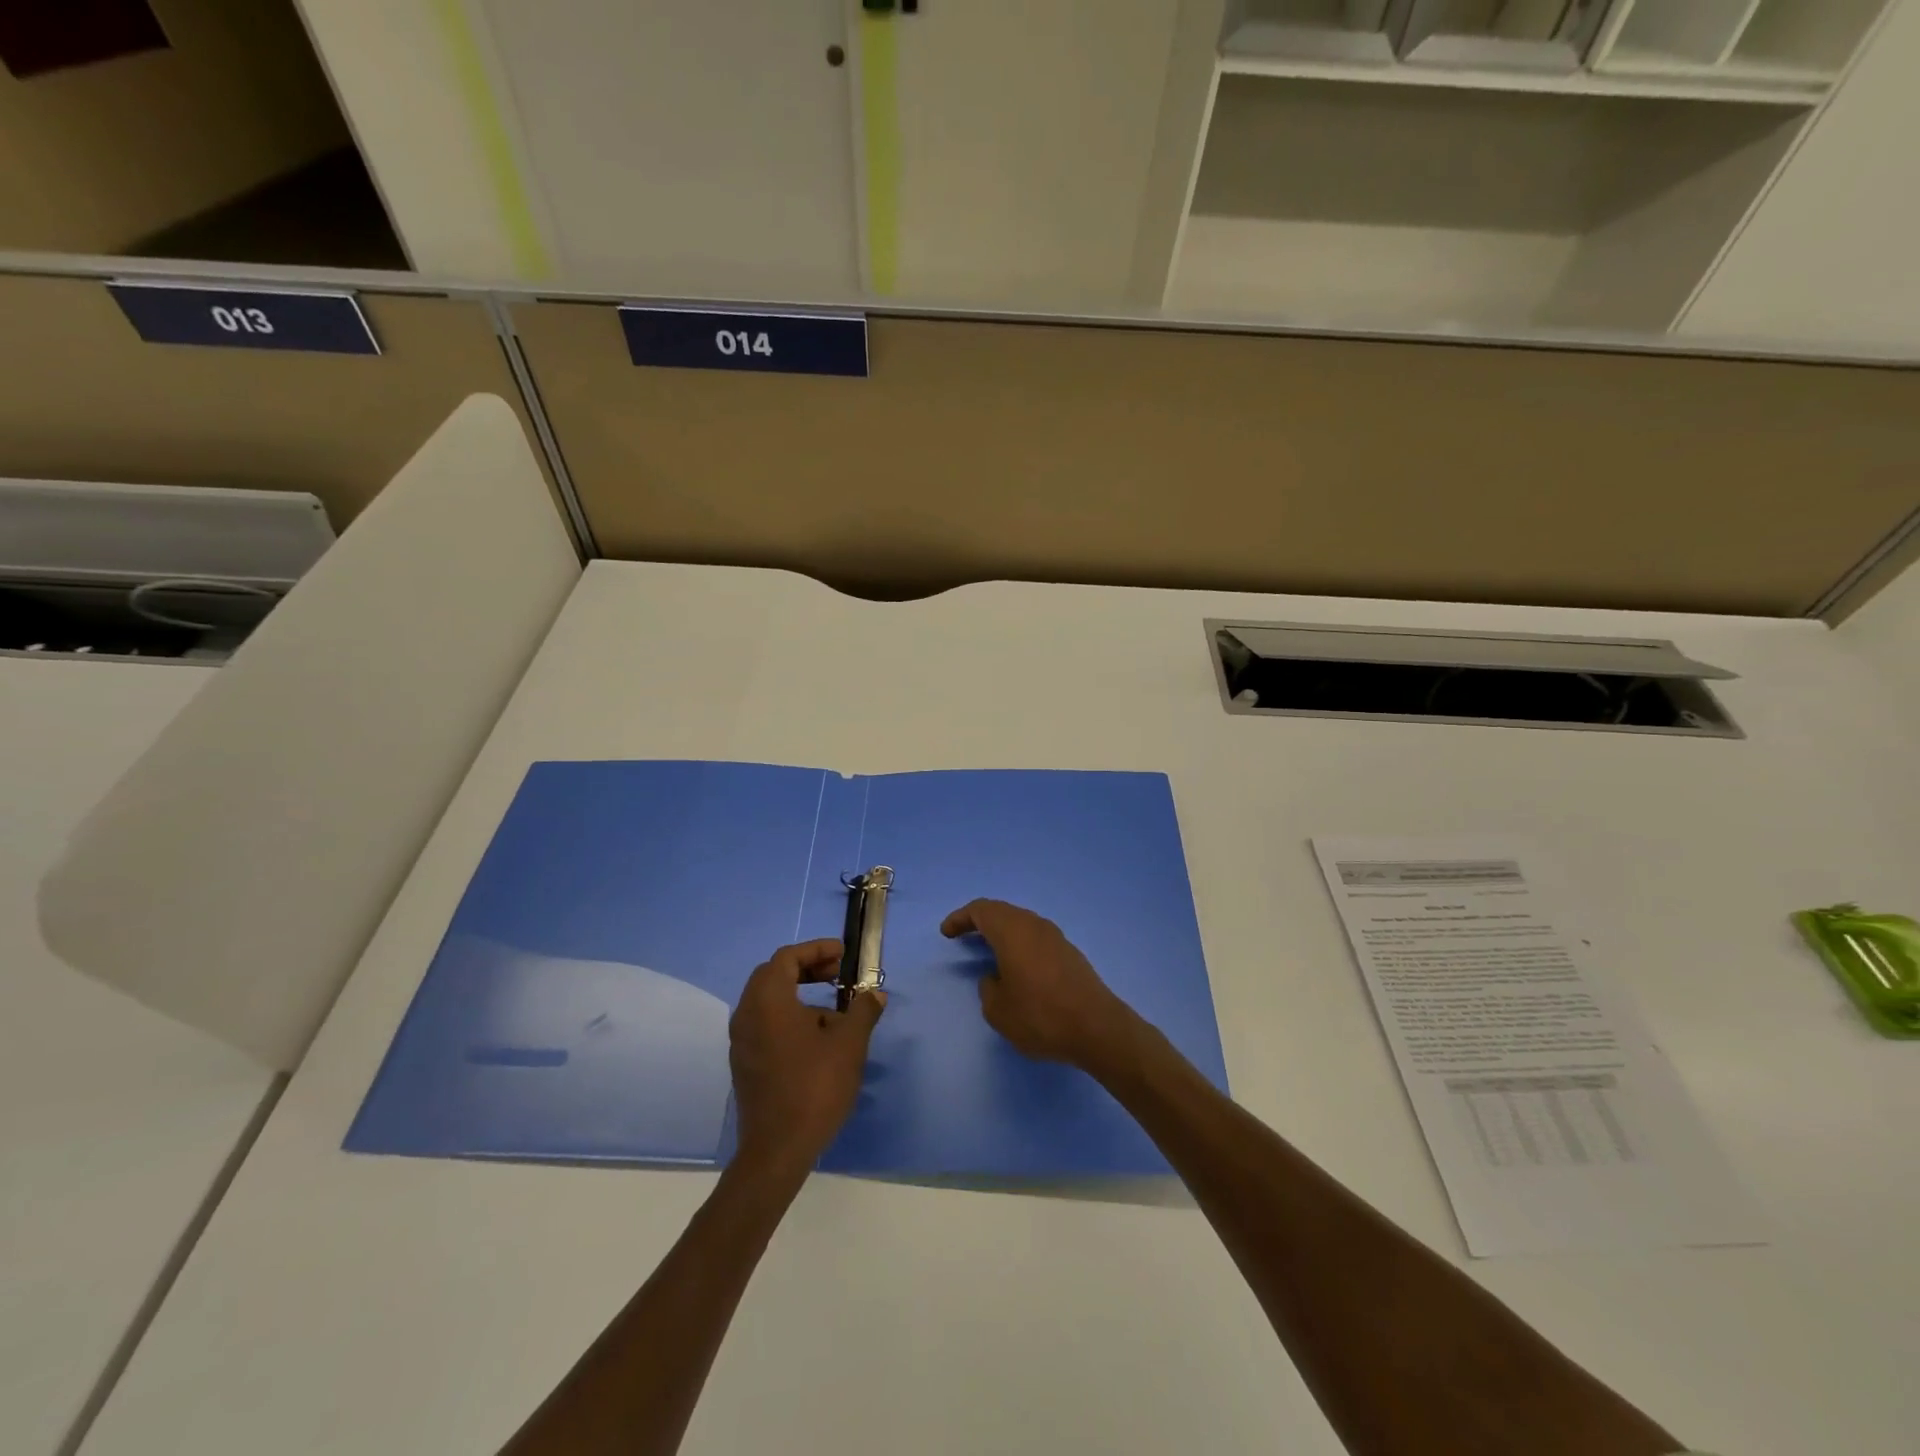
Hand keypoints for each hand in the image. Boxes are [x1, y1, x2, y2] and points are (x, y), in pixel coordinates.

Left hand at [728, 939, 885, 1175]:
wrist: (778, 1148)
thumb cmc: (814, 1086)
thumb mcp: (849, 1043)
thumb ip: (862, 1010)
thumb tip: (874, 994)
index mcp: (767, 1000)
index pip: (787, 957)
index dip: (816, 949)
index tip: (843, 954)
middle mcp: (747, 1014)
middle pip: (774, 975)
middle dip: (807, 968)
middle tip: (837, 974)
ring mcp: (742, 1040)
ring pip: (769, 1001)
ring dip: (800, 994)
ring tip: (836, 1012)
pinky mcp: (745, 1063)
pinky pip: (766, 1024)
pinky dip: (789, 1016)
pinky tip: (818, 1039)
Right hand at [941, 900, 1140, 1073]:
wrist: (1097, 1028)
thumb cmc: (1041, 1016)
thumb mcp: (998, 1010)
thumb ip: (988, 988)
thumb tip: (996, 977)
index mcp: (1012, 931)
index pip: (981, 910)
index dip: (960, 918)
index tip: (947, 933)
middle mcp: (1034, 925)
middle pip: (1002, 912)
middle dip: (980, 921)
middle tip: (963, 935)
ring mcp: (1056, 937)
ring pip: (1021, 923)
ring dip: (1002, 931)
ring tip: (988, 949)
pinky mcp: (1070, 952)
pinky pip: (1036, 937)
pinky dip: (1019, 943)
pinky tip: (1017, 964)